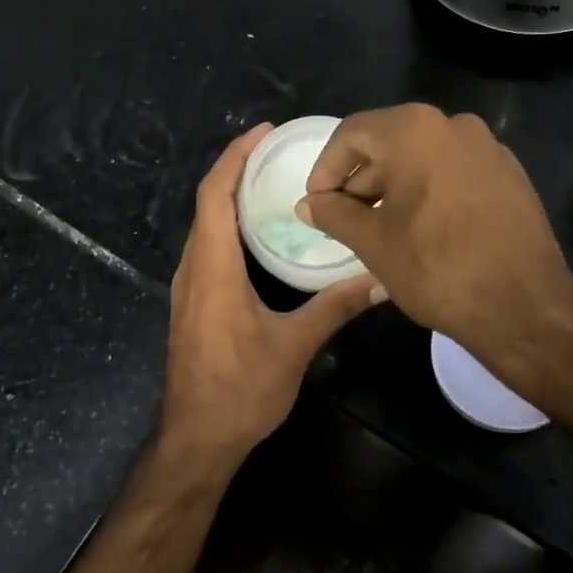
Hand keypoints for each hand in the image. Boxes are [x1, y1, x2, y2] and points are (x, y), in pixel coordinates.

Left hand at [160, 124, 385, 474]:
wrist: (195, 440)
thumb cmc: (240, 391)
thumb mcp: (293, 346)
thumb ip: (336, 307)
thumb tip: (382, 279)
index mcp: (212, 267)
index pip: (215, 194)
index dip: (235, 156)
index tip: (264, 132)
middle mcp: (193, 268)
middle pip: (208, 202)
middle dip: (237, 168)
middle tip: (278, 151)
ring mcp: (189, 287)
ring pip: (205, 225)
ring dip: (231, 196)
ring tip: (272, 180)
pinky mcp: (193, 303)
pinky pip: (208, 246)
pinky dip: (228, 224)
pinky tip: (259, 234)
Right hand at [297, 104, 572, 377]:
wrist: (524, 306)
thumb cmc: (436, 266)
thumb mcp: (372, 241)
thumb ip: (333, 214)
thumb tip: (308, 204)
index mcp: (414, 130)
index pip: (352, 134)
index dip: (326, 168)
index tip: (317, 204)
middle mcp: (453, 125)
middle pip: (389, 142)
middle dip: (360, 180)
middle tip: (344, 220)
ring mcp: (488, 148)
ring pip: (423, 157)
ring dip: (394, 187)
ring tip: (380, 229)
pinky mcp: (509, 175)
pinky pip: (454, 172)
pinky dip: (429, 191)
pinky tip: (423, 230)